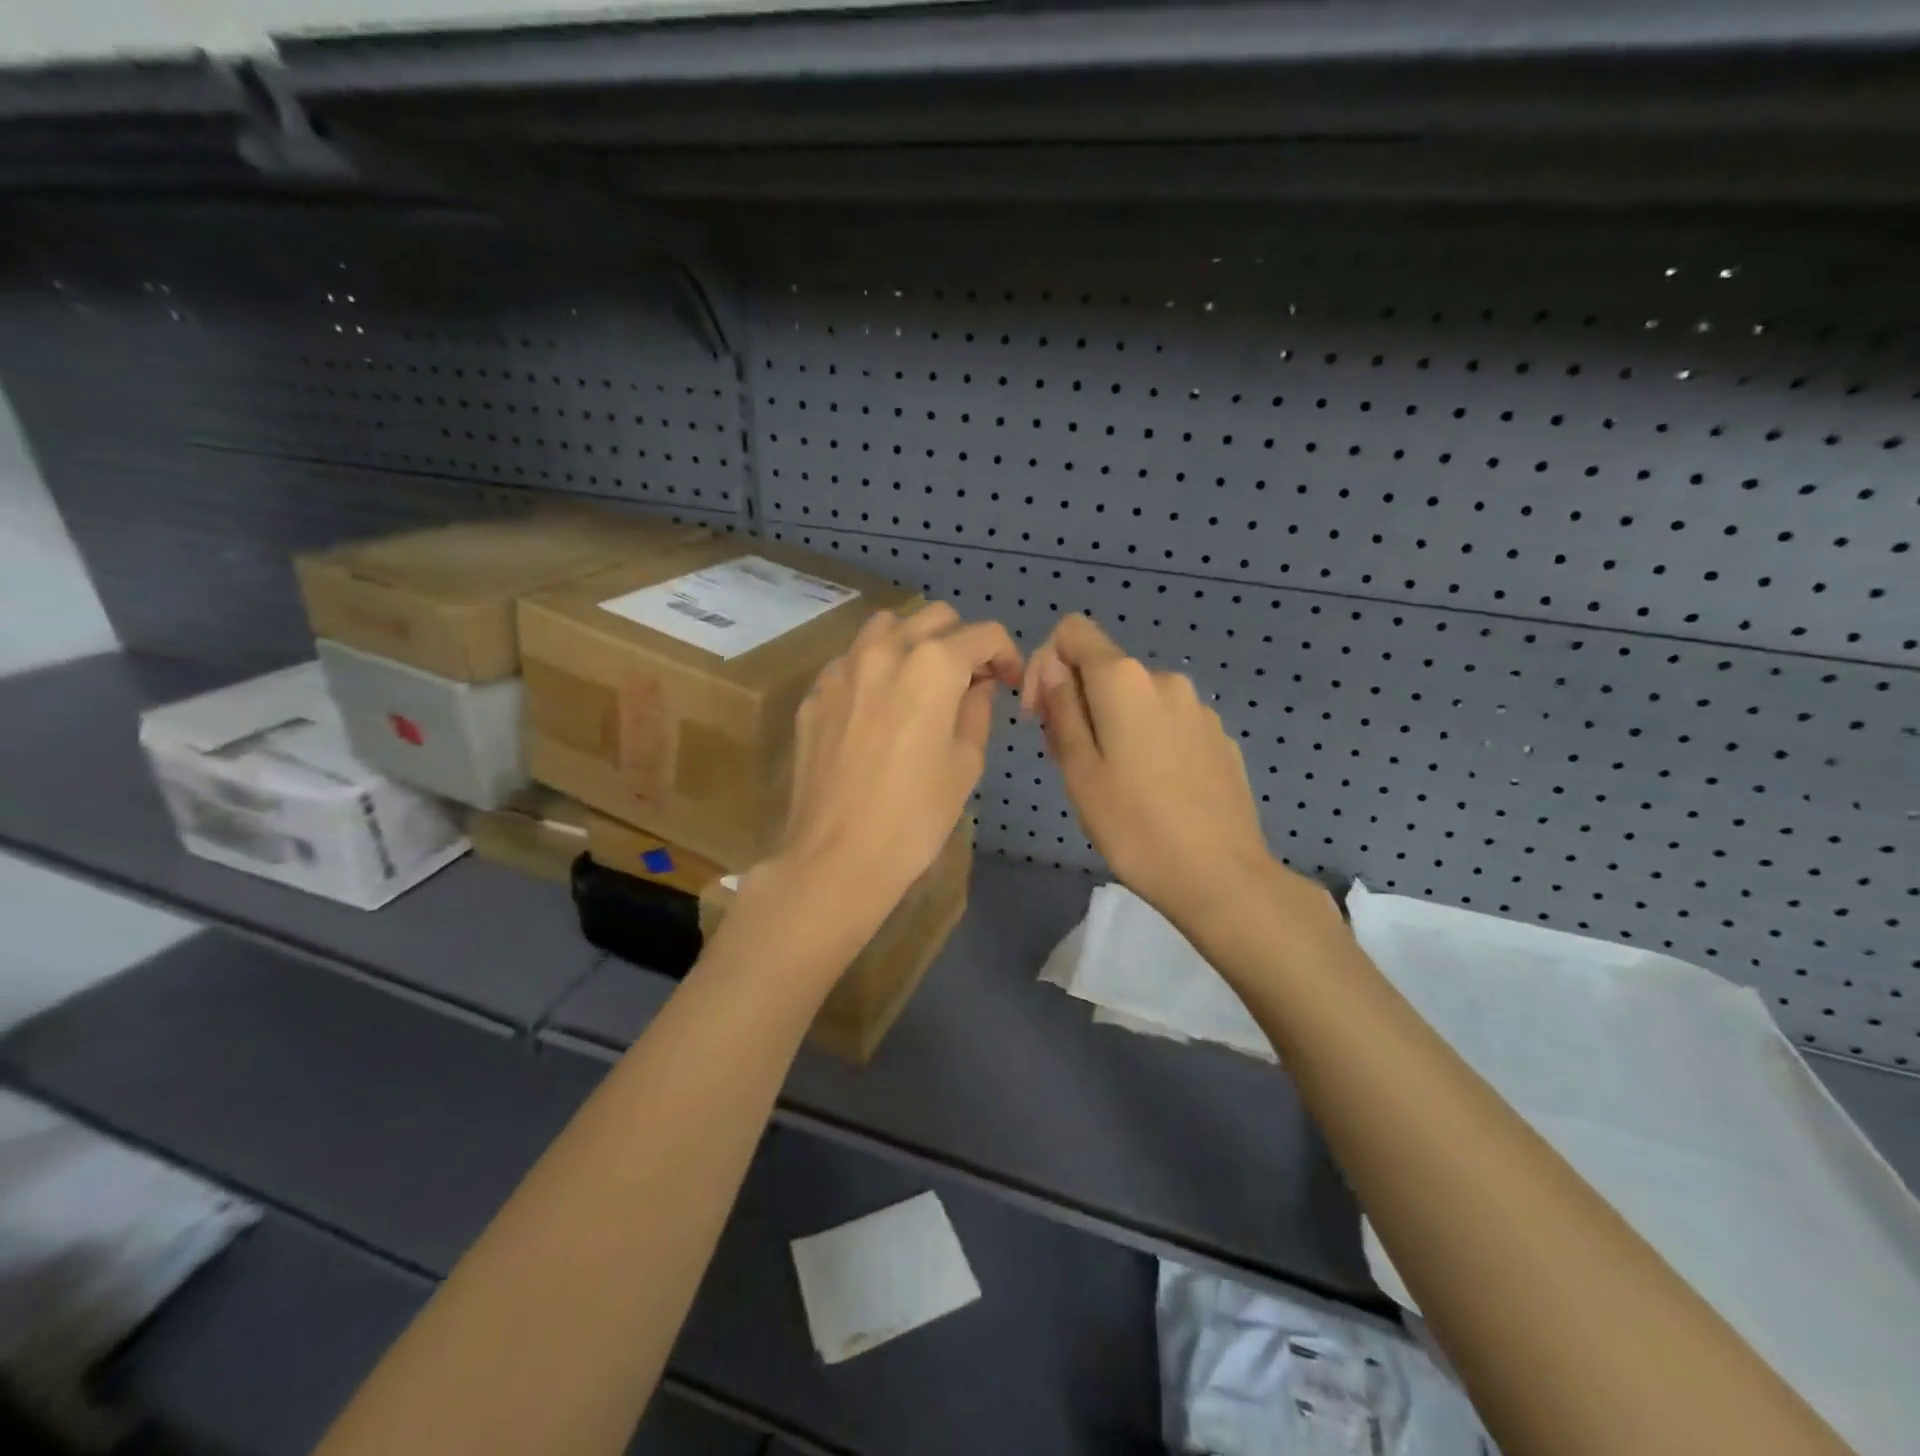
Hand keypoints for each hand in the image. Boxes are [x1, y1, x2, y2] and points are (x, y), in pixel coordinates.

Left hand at [774, 602, 1020, 931]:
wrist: (836, 857)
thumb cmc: (915, 816)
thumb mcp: (965, 764)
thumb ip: (977, 710)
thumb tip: (978, 685)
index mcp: (933, 666)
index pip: (982, 634)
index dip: (1005, 654)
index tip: (1007, 682)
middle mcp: (886, 651)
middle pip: (934, 617)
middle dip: (961, 640)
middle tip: (970, 680)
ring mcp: (843, 669)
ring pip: (886, 628)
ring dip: (913, 643)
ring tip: (921, 682)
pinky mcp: (815, 694)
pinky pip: (851, 661)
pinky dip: (874, 669)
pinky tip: (877, 707)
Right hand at [1022, 614, 1282, 929]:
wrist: (1221, 877)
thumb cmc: (1134, 826)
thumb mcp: (1078, 770)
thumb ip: (1062, 709)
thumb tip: (1054, 670)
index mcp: (1125, 680)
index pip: (1073, 631)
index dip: (1045, 664)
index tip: (1041, 716)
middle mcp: (1165, 679)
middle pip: (1103, 669)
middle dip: (1076, 702)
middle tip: (1070, 762)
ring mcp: (1198, 709)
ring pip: (1135, 699)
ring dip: (1110, 724)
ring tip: (1111, 782)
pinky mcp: (1219, 738)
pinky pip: (1167, 722)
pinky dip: (1146, 740)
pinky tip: (1152, 791)